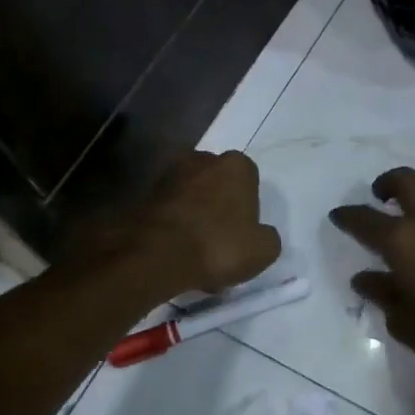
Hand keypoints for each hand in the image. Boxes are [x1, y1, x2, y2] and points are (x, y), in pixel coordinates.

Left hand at [127, 150, 280, 295]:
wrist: (157, 255)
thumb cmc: (219, 245)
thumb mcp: (263, 250)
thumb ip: (268, 237)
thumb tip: (260, 235)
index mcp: (236, 165)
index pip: (249, 180)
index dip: (247, 208)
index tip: (243, 233)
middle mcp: (202, 159)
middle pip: (217, 184)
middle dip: (219, 207)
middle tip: (219, 241)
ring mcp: (170, 174)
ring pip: (191, 196)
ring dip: (195, 216)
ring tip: (195, 252)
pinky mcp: (145, 194)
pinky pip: (170, 210)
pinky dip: (174, 225)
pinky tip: (176, 252)